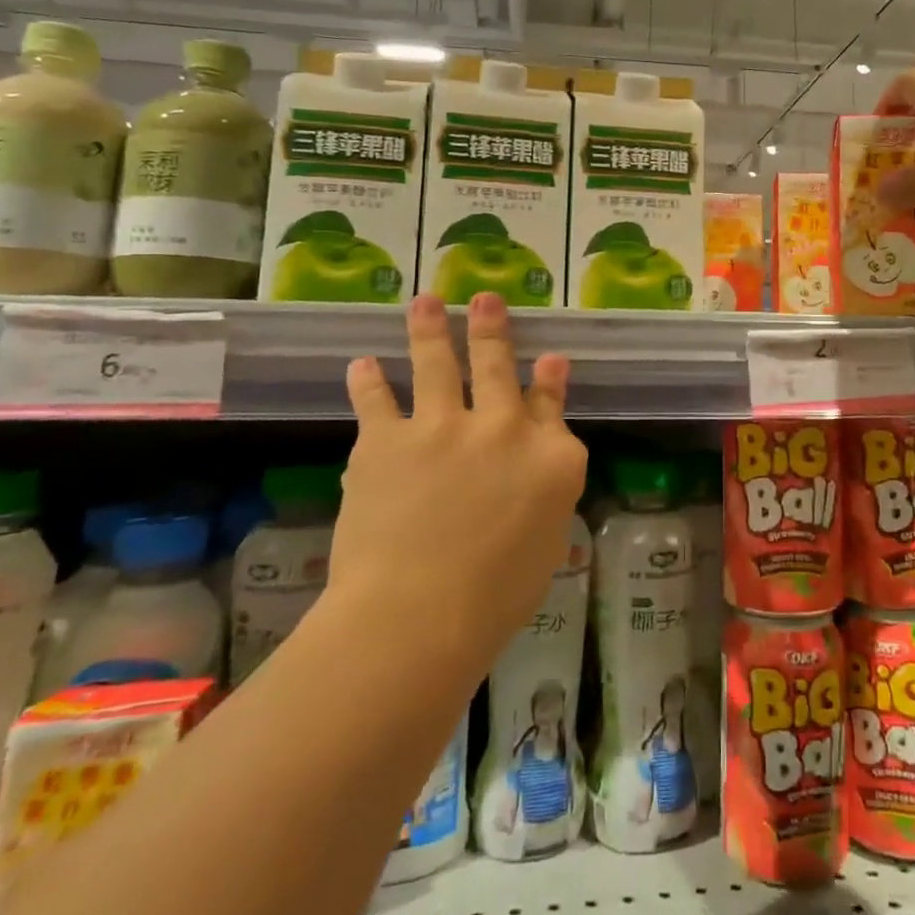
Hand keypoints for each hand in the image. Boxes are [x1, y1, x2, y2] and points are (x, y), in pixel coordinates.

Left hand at [334, 293, 587, 666]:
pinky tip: (361, 363)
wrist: (418, 615)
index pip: (552, 405)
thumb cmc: (497, 595)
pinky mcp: (387, 440)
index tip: (550, 358)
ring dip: (430, 328)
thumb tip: (550, 449)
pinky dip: (367, 381)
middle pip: (499, 365)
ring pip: (437, 362)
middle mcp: (503, 427)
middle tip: (485, 298)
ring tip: (425, 301)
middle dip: (492, 328)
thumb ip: (551, 485)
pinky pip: (375, 400)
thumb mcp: (548, 536)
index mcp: (551, 456)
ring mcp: (443, 426)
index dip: (550, 378)